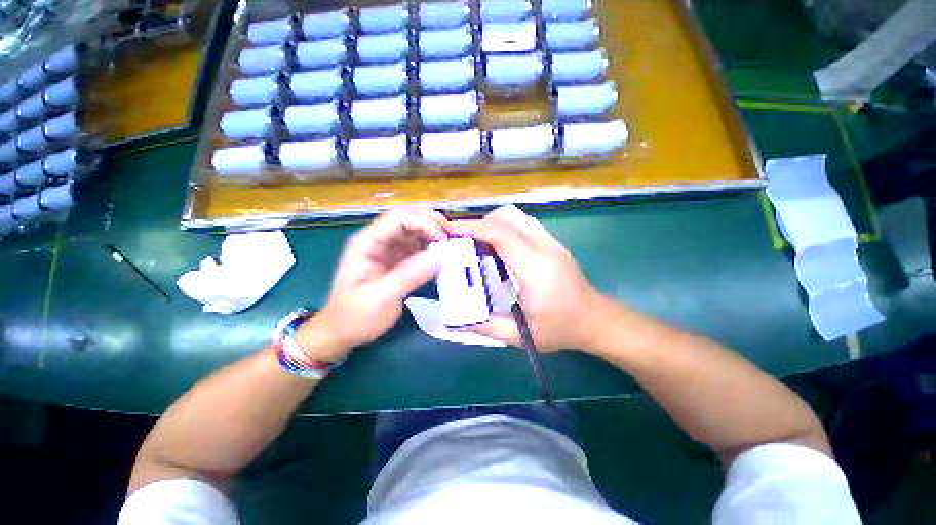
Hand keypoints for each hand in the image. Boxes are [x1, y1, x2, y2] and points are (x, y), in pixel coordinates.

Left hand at [297, 209, 446, 361]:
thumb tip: (440, 257)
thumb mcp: (380, 298)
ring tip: (455, 241)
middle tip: (454, 235)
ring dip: (436, 234)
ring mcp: (390, 250)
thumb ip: (409, 276)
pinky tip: (446, 254)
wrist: (343, 333)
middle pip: (409, 220)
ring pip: (416, 232)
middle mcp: (379, 241)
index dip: (422, 222)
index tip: (442, 238)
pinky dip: (434, 248)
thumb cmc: (355, 317)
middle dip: (433, 223)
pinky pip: (419, 248)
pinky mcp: (399, 261)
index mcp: (367, 243)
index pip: (397, 218)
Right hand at [447, 205, 606, 351]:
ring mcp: (551, 242)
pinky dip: (506, 227)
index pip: (501, 234)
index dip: (473, 228)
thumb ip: (486, 326)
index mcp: (535, 269)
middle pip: (509, 216)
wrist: (596, 320)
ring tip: (478, 243)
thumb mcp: (521, 336)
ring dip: (493, 223)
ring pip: (517, 216)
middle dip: (481, 223)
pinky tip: (499, 247)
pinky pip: (525, 224)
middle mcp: (544, 248)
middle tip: (464, 240)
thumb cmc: (560, 329)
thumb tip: (455, 321)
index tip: (451, 231)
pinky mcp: (553, 243)